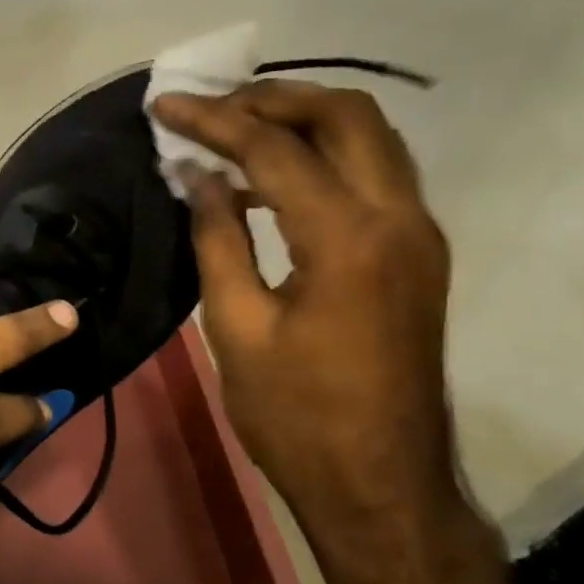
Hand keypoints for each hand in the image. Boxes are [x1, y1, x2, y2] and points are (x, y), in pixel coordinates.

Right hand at [151, 81, 468, 565]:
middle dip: (274, 98)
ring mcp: (418, 235)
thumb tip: (197, 175)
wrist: (380, 484)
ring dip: (304, 121)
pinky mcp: (417, 255)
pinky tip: (272, 181)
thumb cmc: (296, 416)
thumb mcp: (236, 328)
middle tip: (212, 107)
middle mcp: (399, 219)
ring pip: (371, 139)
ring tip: (235, 131)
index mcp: (347, 239)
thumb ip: (217, 238)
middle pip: (346, 116)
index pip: (276, 149)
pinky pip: (375, 175)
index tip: (165, 106)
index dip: (214, 121)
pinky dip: (324, 158)